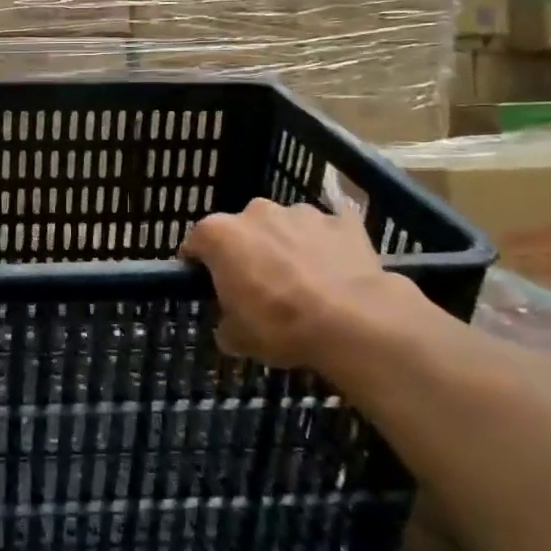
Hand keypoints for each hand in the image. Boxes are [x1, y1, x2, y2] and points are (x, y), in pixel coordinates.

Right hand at [179, 196, 424, 375]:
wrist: (353, 321)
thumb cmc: (280, 325)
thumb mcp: (238, 338)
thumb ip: (226, 324)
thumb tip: (230, 326)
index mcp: (221, 235)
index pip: (197, 242)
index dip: (199, 263)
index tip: (208, 283)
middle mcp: (256, 212)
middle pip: (243, 229)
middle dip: (247, 251)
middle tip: (259, 286)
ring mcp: (301, 212)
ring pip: (285, 226)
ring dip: (287, 245)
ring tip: (304, 281)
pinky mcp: (342, 220)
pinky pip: (328, 230)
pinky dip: (327, 245)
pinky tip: (336, 271)